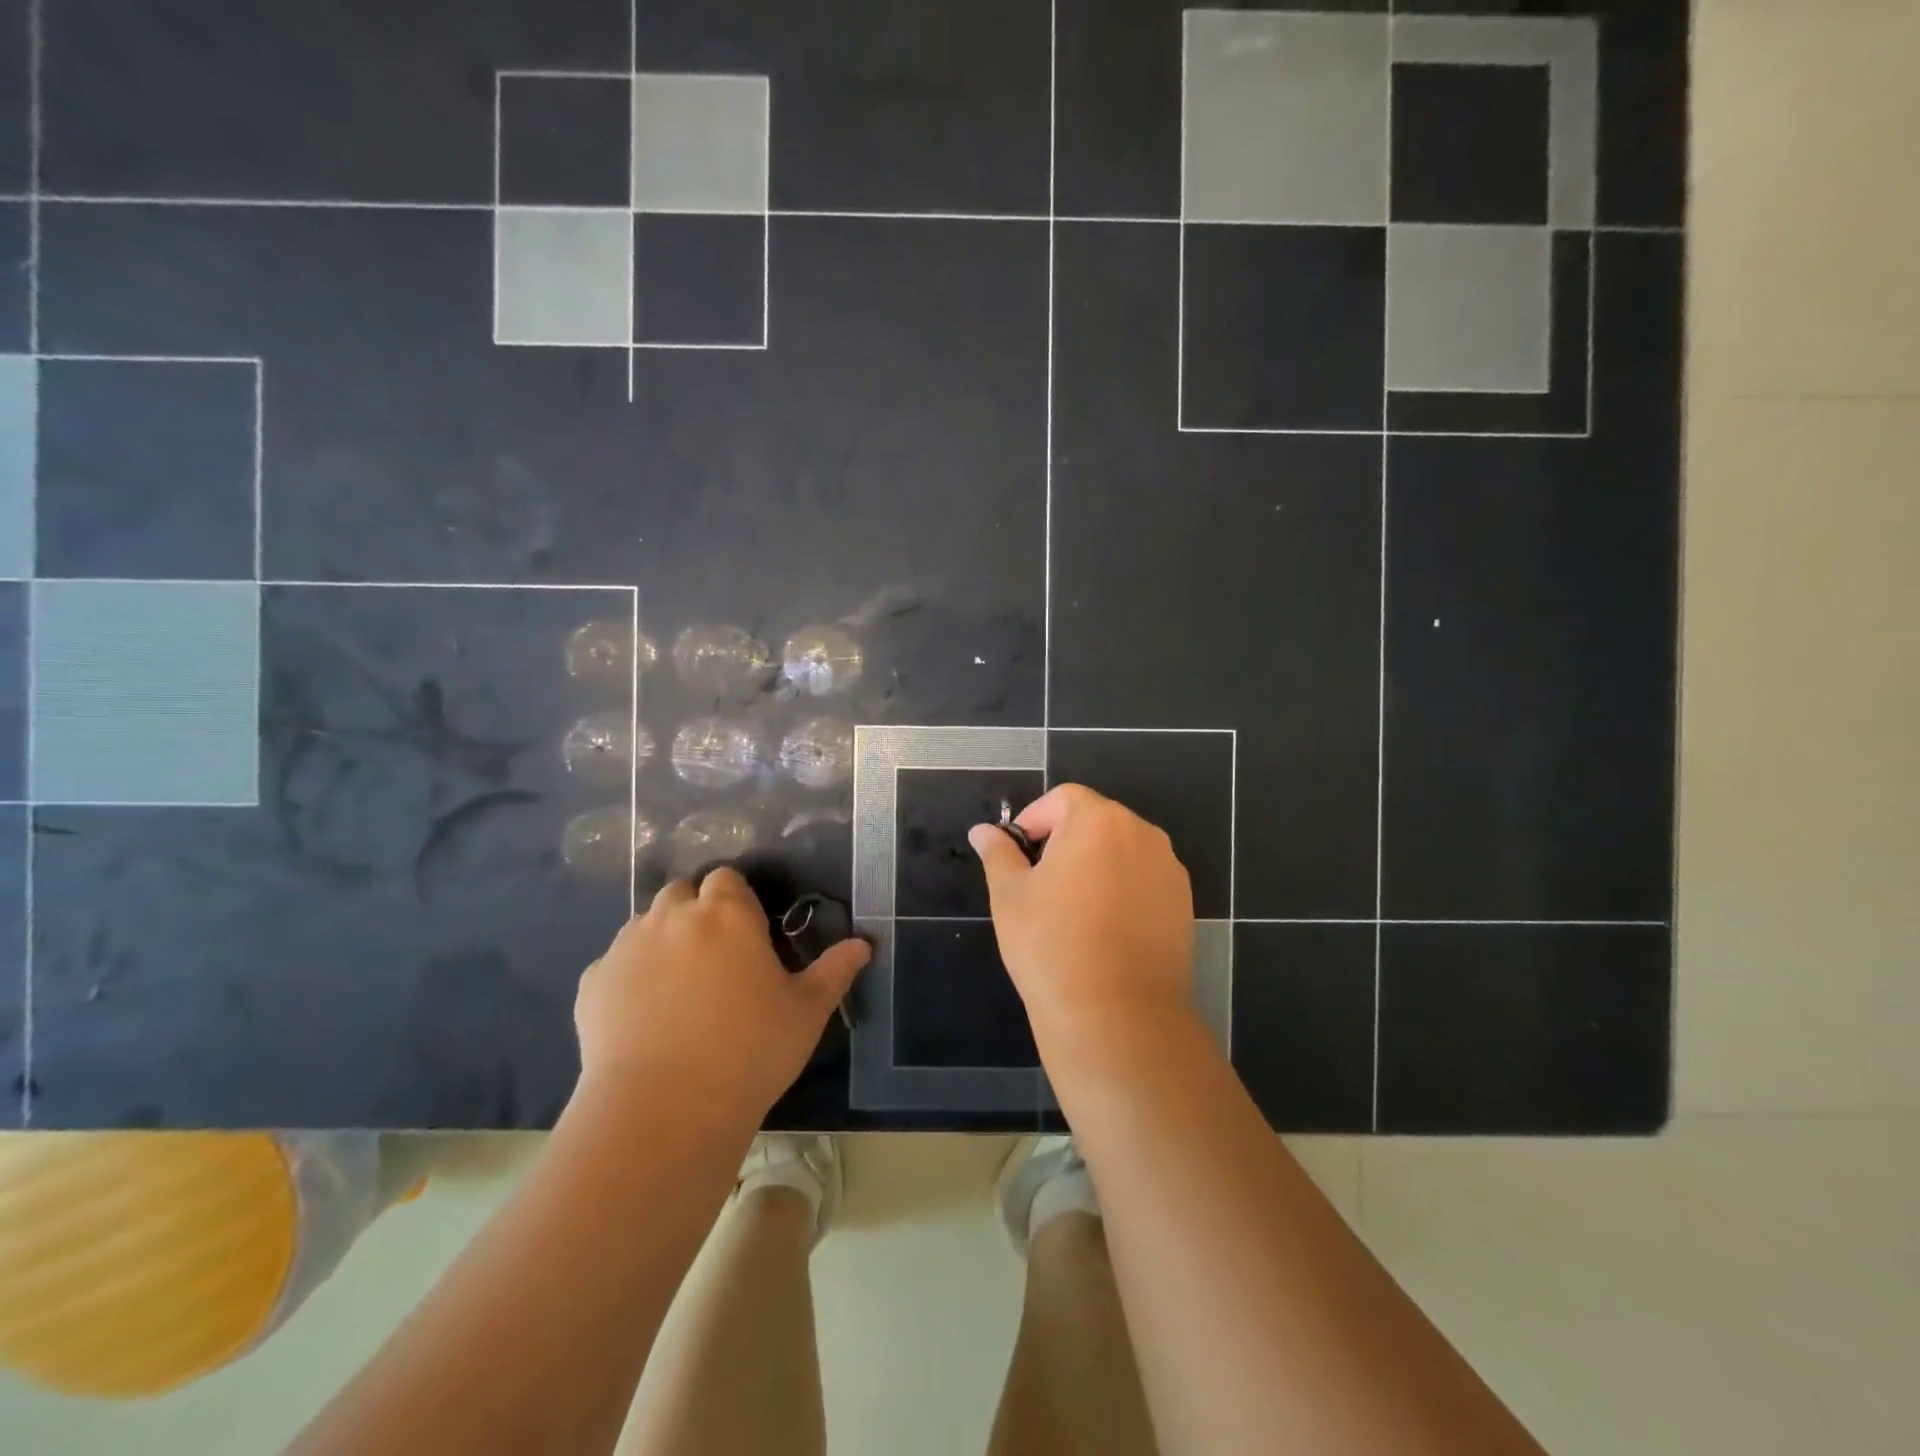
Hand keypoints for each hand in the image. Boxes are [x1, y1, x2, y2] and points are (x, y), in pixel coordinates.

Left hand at [573, 869, 869, 1117]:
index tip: (747, 935)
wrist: (663, 1111)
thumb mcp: (806, 1012)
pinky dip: (629, 977)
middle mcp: (672, 916)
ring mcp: (626, 947)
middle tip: (714, 958)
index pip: (726, 879)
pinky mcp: (591, 984)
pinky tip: (643, 1017)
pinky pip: (614, 965)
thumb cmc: (749, 1051)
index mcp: (726, 913)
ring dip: (662, 941)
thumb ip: (834, 971)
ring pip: (645, 925)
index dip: (736, 901)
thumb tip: (863, 945)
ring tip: (678, 989)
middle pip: (681, 893)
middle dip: (696, 913)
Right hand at [968, 784, 1196, 1057]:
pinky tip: (1103, 930)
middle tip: (1039, 883)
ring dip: (1095, 865)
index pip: (1063, 799)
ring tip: (1071, 909)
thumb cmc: (1052, 945)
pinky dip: (1121, 890)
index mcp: (1099, 821)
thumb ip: (998, 854)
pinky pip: (1143, 880)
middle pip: (1096, 821)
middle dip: (1065, 841)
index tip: (1016, 854)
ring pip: (1122, 852)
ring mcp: (1169, 870)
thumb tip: (983, 831)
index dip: (1034, 819)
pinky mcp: (1183, 905)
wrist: (1118, 1016)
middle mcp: (1142, 834)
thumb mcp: (1010, 895)